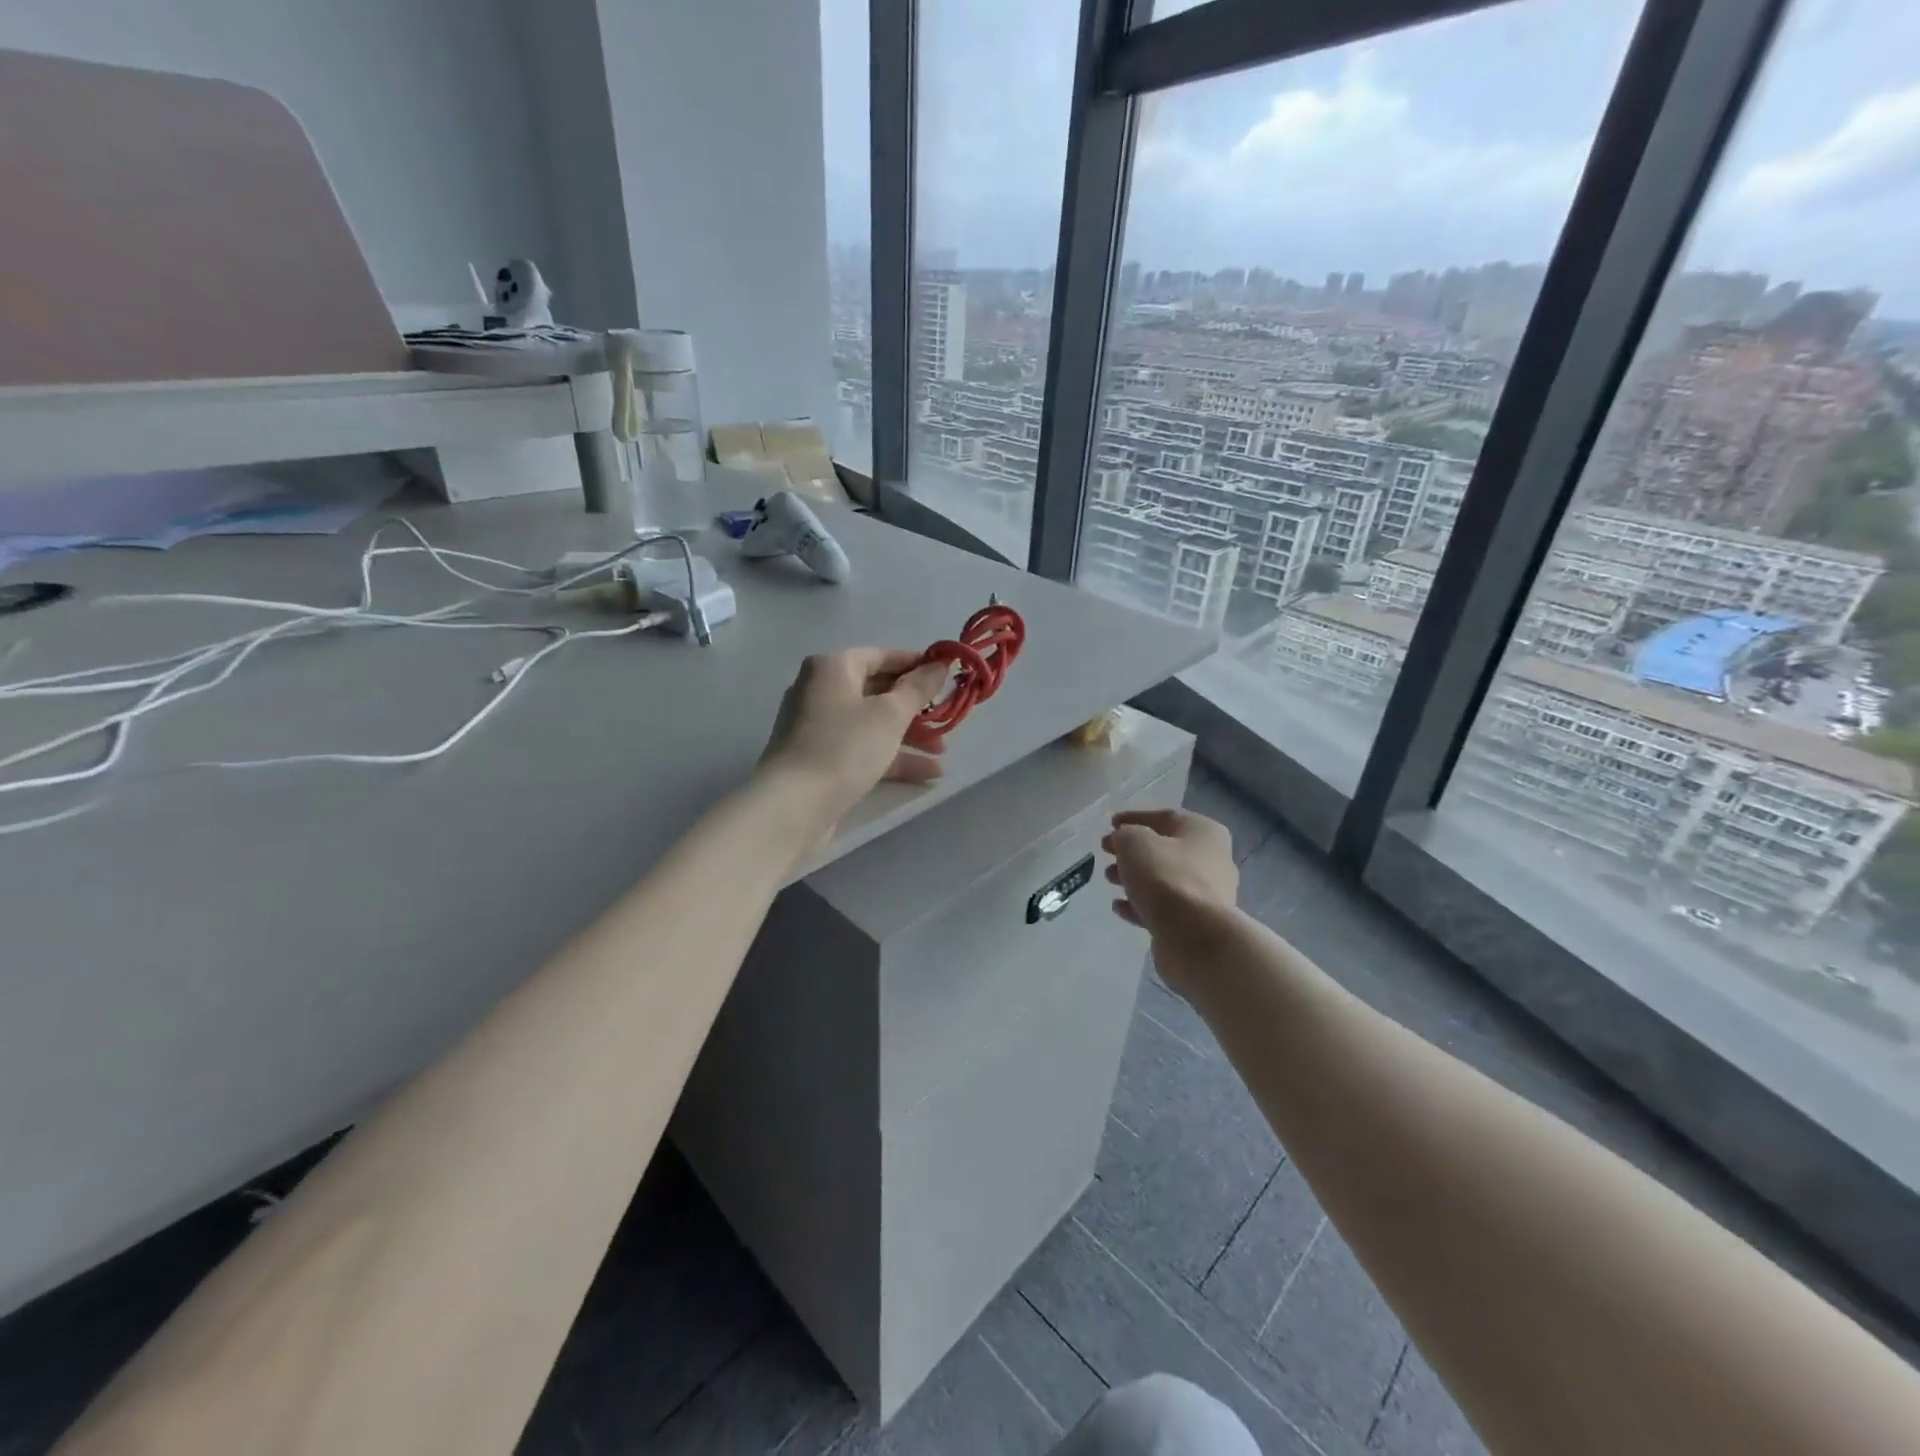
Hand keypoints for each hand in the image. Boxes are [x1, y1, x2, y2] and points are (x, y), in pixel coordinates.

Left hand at [758, 647, 951, 825]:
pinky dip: (892, 757)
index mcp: (832, 668)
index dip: (917, 665)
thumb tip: (939, 664)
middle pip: (878, 691)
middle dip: (916, 708)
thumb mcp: (890, 714)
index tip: (948, 678)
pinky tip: (927, 775)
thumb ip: (918, 688)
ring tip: (942, 754)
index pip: (882, 656)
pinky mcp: (820, 760)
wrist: (794, 805)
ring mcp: (818, 728)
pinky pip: (862, 750)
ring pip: (872, 724)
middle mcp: (821, 691)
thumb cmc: (845, 746)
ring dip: (909, 737)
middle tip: (948, 721)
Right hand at [1102, 809, 1238, 940]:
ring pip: (1163, 880)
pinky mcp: (1197, 923)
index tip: (1110, 825)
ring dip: (1134, 878)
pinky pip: (1164, 907)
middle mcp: (1212, 859)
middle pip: (1165, 850)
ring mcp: (1207, 894)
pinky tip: (1119, 907)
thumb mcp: (1135, 842)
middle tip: (1107, 853)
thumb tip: (1125, 841)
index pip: (1165, 817)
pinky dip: (1141, 904)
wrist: (1193, 935)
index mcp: (1204, 832)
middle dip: (1132, 851)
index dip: (1134, 818)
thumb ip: (1125, 834)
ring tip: (1109, 880)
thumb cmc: (1165, 876)